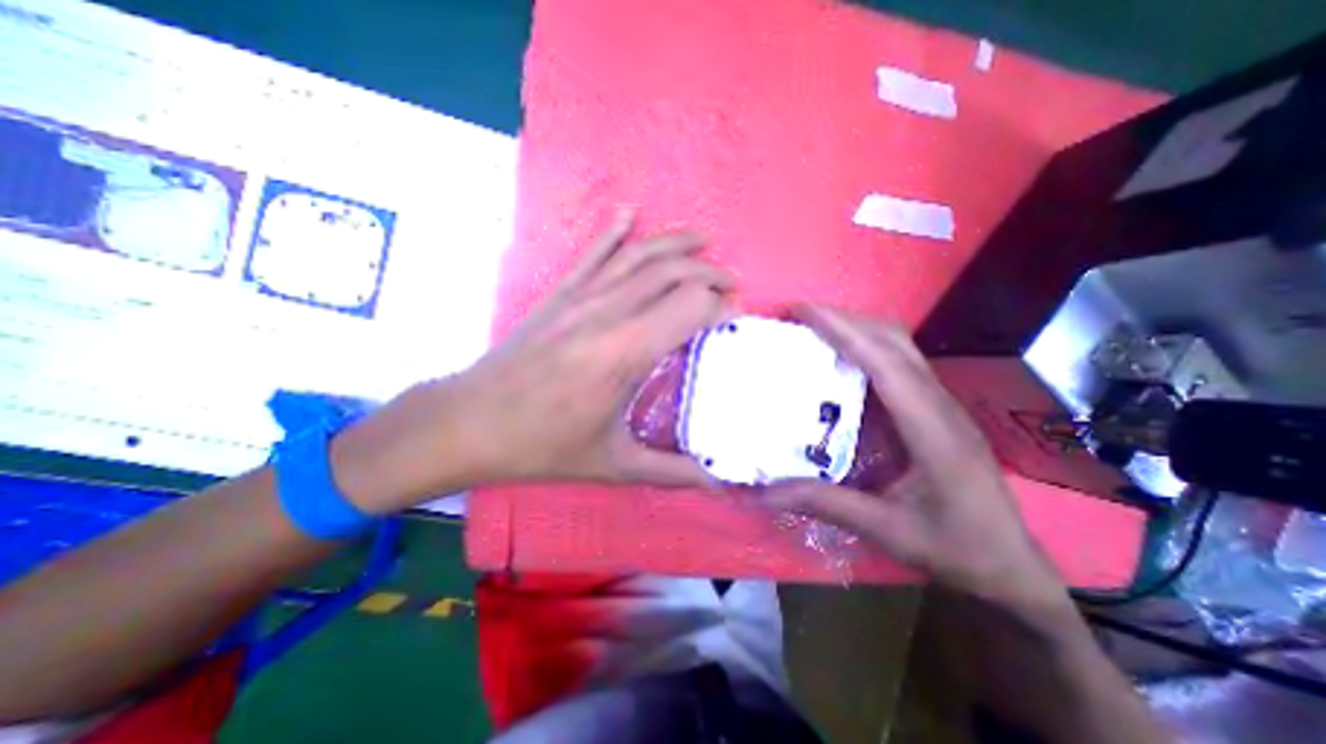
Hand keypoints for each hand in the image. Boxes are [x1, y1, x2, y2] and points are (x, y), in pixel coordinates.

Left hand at [326, 208, 729, 511]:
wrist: (469, 422)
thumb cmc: (542, 446)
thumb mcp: (613, 466)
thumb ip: (671, 472)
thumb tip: (715, 481)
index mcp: (626, 353)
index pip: (691, 306)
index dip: (721, 307)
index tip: (735, 317)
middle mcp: (607, 313)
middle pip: (672, 272)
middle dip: (709, 272)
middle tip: (730, 286)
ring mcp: (580, 296)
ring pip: (639, 255)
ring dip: (676, 244)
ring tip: (704, 241)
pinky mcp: (559, 293)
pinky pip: (592, 252)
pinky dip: (615, 229)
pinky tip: (631, 212)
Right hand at [762, 304, 1062, 608]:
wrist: (1011, 565)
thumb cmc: (955, 548)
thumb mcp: (885, 531)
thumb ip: (821, 504)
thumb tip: (759, 492)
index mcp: (931, 430)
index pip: (885, 364)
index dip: (844, 332)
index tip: (804, 311)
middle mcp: (938, 405)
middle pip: (895, 341)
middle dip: (846, 319)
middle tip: (800, 315)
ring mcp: (939, 404)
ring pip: (898, 347)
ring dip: (856, 329)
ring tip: (814, 328)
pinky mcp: (932, 409)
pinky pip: (897, 364)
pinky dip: (865, 349)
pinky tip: (839, 360)